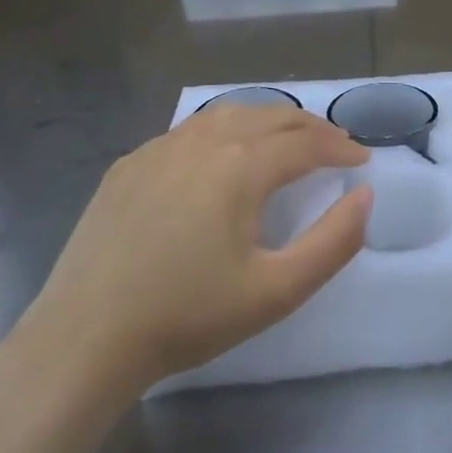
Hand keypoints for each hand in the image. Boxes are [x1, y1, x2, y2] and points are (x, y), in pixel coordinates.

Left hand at [20, 103, 371, 392]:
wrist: (86, 337)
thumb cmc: (189, 316)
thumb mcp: (278, 290)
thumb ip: (334, 241)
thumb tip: (365, 196)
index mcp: (241, 166)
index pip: (306, 142)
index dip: (341, 147)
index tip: (363, 159)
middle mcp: (202, 142)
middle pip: (270, 116)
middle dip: (310, 127)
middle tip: (335, 145)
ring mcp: (159, 149)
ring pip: (227, 115)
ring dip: (267, 121)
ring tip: (286, 141)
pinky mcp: (129, 165)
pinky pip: (189, 130)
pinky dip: (223, 130)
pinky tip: (222, 155)